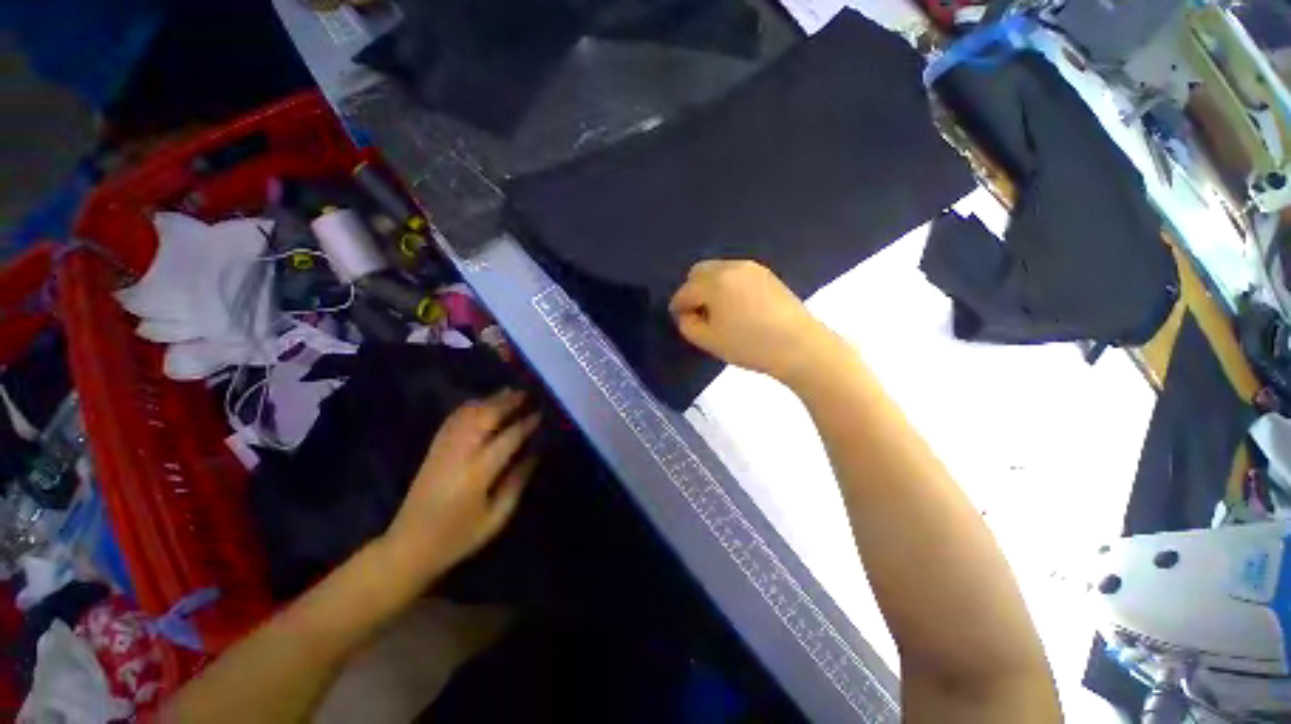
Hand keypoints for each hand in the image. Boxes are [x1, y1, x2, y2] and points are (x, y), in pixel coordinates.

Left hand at [382, 389, 540, 582]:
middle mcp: (460, 454)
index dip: (526, 424)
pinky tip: (479, 403)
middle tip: (525, 394)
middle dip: (507, 403)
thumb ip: (516, 484)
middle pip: (485, 418)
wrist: (408, 547)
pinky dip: (468, 408)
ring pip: (468, 415)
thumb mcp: (495, 518)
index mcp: (478, 473)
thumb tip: (534, 456)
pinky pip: (451, 421)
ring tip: (507, 392)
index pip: (508, 438)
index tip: (540, 414)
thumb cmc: (458, 537)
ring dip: (489, 401)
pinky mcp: (433, 451)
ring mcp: (443, 450)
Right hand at [669, 260, 837, 385]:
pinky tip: (738, 306)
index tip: (680, 320)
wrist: (799, 345)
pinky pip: (736, 274)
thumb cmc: (750, 345)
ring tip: (719, 311)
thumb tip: (686, 314)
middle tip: (699, 313)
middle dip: (693, 290)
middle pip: (699, 271)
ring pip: (719, 270)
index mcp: (714, 282)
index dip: (678, 307)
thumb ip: (688, 325)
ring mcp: (752, 268)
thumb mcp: (709, 341)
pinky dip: (728, 285)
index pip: (685, 291)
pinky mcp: (767, 274)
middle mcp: (731, 267)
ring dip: (711, 286)